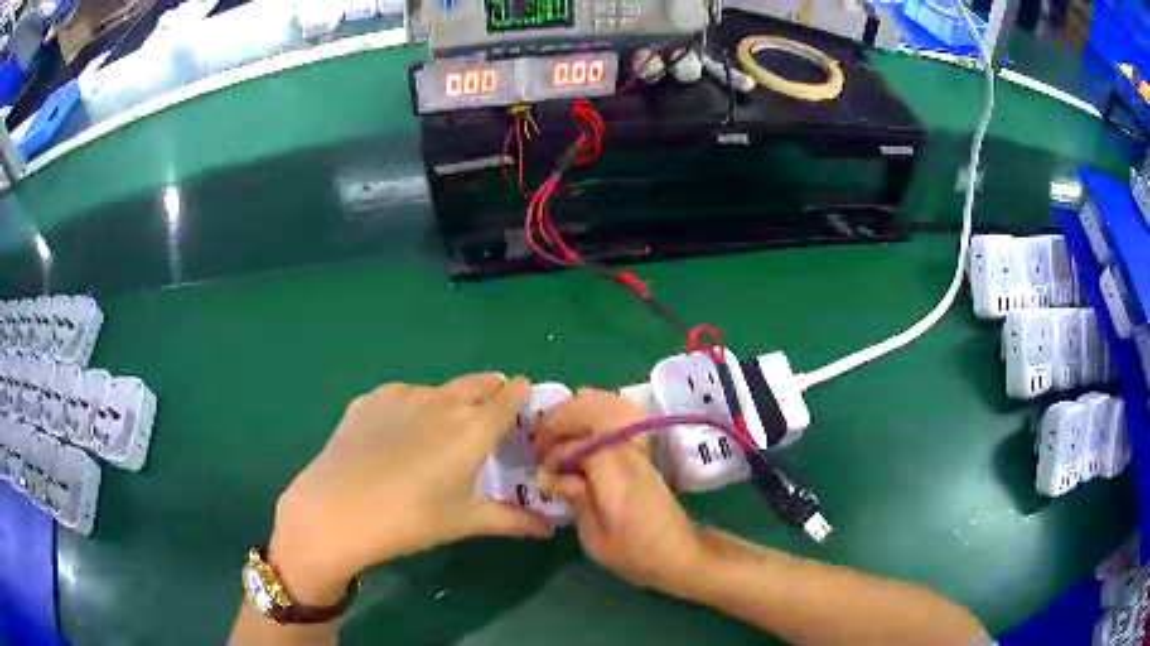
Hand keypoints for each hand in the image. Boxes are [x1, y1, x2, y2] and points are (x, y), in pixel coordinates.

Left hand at [269, 375, 552, 604]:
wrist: (338, 510)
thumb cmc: (411, 520)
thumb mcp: (465, 522)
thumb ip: (512, 521)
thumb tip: (549, 529)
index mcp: (473, 428)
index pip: (509, 395)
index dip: (521, 394)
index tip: (525, 402)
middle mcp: (442, 400)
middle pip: (478, 382)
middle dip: (491, 391)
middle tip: (491, 414)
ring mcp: (402, 395)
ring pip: (438, 390)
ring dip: (449, 402)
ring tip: (437, 433)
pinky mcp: (370, 398)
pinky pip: (402, 396)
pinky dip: (411, 408)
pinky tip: (396, 437)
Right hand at [538, 389, 704, 593]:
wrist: (680, 554)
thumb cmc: (635, 554)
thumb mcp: (595, 539)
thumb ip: (575, 500)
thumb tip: (550, 475)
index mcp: (616, 476)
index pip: (579, 445)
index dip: (554, 455)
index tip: (542, 473)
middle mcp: (629, 454)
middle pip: (593, 413)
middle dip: (561, 421)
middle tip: (541, 442)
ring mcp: (639, 449)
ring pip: (607, 408)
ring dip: (576, 412)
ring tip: (555, 428)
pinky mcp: (643, 453)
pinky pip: (618, 416)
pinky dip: (595, 411)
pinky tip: (580, 423)